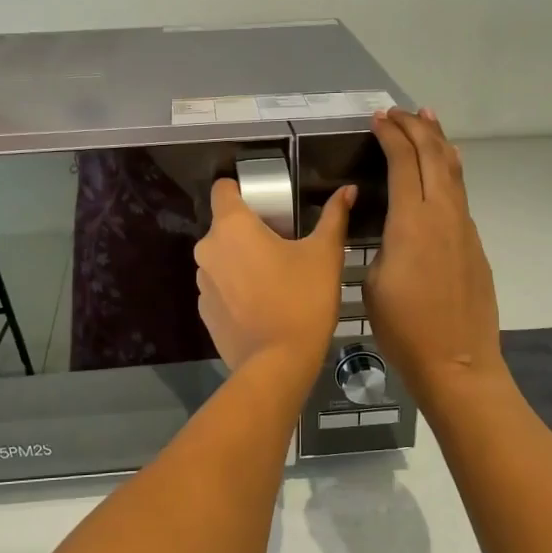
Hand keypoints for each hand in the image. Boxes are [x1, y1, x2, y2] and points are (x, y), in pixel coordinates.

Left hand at [196, 177, 356, 372]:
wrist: (278, 363)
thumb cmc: (303, 300)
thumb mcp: (325, 254)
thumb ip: (334, 217)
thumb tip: (348, 190)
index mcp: (232, 226)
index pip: (223, 189)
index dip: (242, 190)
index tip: (267, 203)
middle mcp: (208, 249)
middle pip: (225, 226)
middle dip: (248, 230)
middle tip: (282, 244)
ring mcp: (203, 283)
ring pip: (221, 258)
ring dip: (240, 260)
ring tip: (273, 277)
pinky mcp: (205, 311)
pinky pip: (220, 287)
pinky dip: (236, 289)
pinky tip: (262, 304)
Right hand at [365, 109, 507, 410]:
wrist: (457, 362)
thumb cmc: (404, 328)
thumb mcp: (373, 282)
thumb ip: (382, 242)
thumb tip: (391, 224)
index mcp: (412, 222)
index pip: (403, 161)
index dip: (391, 135)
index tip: (377, 119)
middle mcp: (443, 215)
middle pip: (434, 155)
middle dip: (416, 127)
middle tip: (398, 112)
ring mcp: (464, 229)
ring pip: (453, 171)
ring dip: (438, 142)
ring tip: (428, 119)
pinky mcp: (474, 245)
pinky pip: (460, 195)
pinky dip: (447, 171)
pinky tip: (442, 171)